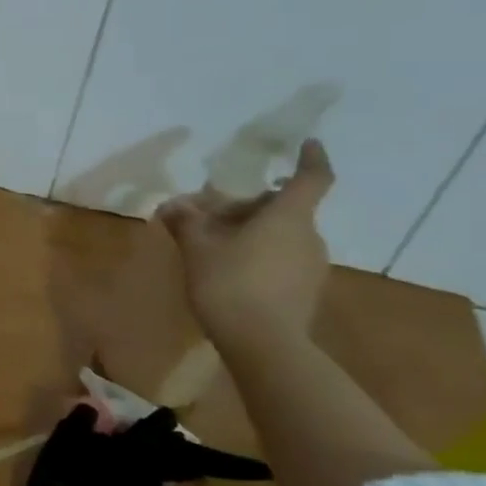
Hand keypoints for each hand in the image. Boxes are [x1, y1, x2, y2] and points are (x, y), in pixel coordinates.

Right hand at [156, 139, 334, 344]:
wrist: (262, 342)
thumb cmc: (230, 283)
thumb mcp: (197, 248)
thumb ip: (187, 222)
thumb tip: (173, 205)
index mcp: (287, 218)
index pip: (311, 179)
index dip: (312, 159)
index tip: (307, 143)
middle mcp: (308, 236)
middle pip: (284, 208)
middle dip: (251, 204)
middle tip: (212, 212)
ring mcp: (311, 265)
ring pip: (282, 234)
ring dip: (252, 231)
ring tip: (213, 242)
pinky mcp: (305, 289)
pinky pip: (282, 258)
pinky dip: (259, 254)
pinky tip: (228, 268)